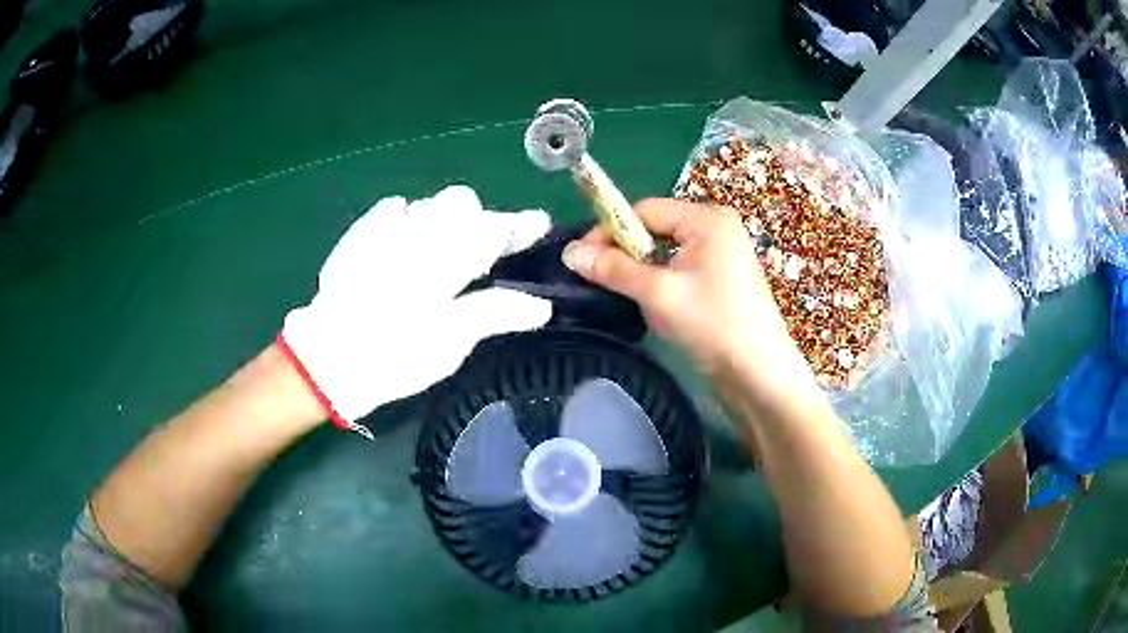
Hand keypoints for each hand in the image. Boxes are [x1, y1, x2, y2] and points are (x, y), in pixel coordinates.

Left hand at [280, 185, 552, 435]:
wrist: (328, 358)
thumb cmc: (394, 355)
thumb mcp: (451, 341)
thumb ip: (496, 312)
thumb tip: (540, 306)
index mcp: (446, 257)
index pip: (493, 229)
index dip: (519, 226)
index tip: (538, 223)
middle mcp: (417, 231)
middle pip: (461, 201)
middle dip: (478, 219)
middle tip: (480, 255)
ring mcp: (384, 229)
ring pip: (429, 204)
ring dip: (444, 221)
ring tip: (441, 253)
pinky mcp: (359, 235)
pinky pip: (393, 209)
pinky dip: (408, 221)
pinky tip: (405, 245)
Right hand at [561, 198, 818, 401]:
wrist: (759, 373)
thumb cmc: (712, 324)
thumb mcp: (658, 293)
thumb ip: (613, 269)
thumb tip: (569, 252)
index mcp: (706, 219)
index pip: (645, 210)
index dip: (610, 230)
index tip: (583, 258)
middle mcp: (716, 228)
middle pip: (656, 228)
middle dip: (626, 252)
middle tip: (600, 278)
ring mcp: (723, 255)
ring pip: (667, 252)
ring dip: (642, 271)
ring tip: (626, 295)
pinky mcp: (723, 280)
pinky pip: (681, 269)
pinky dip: (661, 282)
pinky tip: (652, 305)